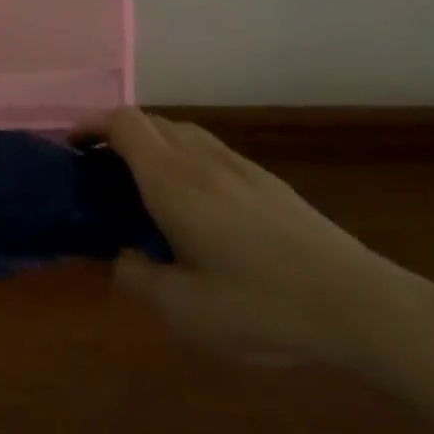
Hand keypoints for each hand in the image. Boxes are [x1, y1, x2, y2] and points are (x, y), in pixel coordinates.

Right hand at [94, 108, 424, 367]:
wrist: (360, 304)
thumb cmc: (262, 305)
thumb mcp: (184, 310)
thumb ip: (139, 278)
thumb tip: (123, 258)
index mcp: (173, 180)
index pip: (123, 123)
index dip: (91, 126)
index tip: (73, 150)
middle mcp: (202, 159)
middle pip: (150, 122)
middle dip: (117, 138)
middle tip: (103, 177)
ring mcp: (239, 166)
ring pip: (182, 133)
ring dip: (153, 147)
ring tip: (145, 191)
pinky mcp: (267, 181)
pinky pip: (210, 152)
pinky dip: (185, 161)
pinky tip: (197, 208)